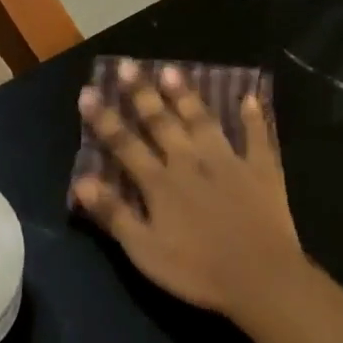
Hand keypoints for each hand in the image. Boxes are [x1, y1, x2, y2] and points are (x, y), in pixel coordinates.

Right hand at [73, 60, 304, 320]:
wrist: (260, 278)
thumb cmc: (196, 270)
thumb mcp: (144, 250)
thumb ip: (113, 213)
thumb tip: (80, 180)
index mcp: (160, 183)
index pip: (124, 144)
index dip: (104, 118)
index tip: (88, 91)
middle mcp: (191, 162)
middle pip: (162, 123)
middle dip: (142, 94)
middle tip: (129, 65)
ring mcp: (229, 162)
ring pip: (203, 121)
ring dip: (187, 96)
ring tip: (173, 70)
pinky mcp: (262, 171)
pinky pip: (258, 137)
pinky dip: (254, 117)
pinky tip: (251, 96)